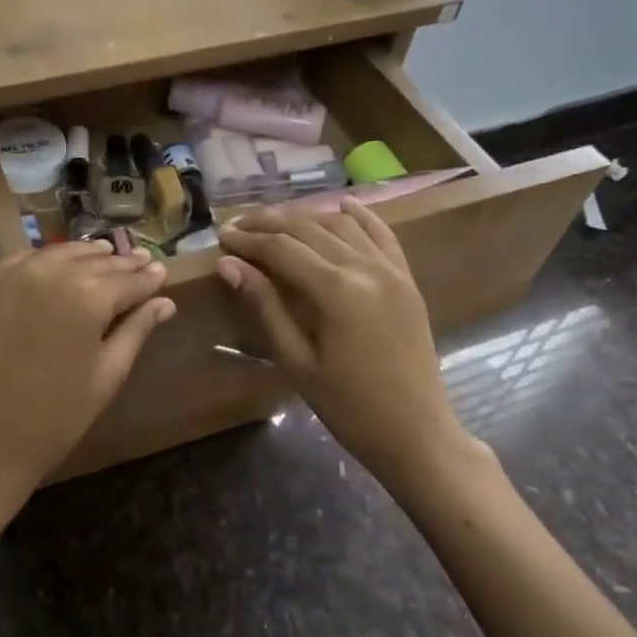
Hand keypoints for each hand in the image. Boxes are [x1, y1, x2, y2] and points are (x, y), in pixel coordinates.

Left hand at [0, 242, 173, 520]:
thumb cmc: (57, 416)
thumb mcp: (108, 374)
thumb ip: (136, 329)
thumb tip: (165, 301)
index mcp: (86, 296)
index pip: (127, 279)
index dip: (147, 278)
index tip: (160, 270)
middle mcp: (47, 272)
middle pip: (92, 261)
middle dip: (118, 263)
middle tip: (138, 260)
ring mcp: (6, 275)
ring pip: (54, 254)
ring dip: (81, 256)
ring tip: (101, 256)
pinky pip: (17, 263)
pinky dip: (40, 263)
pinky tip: (52, 269)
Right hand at [217, 198, 470, 484]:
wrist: (415, 432)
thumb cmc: (347, 405)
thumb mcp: (296, 360)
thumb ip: (265, 306)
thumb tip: (230, 265)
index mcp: (336, 290)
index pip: (282, 249)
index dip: (248, 241)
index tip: (222, 237)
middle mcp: (365, 268)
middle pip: (309, 229)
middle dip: (270, 224)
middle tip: (238, 226)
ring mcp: (392, 270)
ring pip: (342, 225)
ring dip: (306, 217)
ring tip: (275, 223)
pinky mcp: (407, 280)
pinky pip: (382, 235)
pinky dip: (360, 217)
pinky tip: (343, 205)